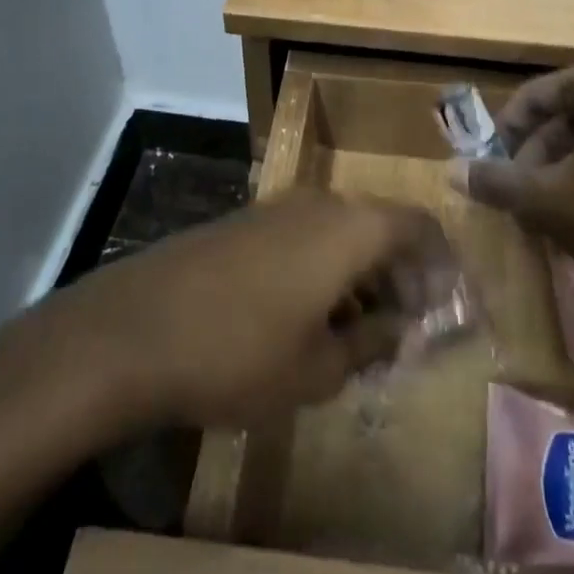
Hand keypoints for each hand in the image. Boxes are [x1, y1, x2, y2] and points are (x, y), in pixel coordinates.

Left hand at [41, 192, 438, 430]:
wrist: (130, 331)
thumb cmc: (238, 353)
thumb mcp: (317, 369)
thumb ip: (370, 342)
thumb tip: (398, 327)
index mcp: (349, 228)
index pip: (418, 226)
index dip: (440, 265)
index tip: (443, 311)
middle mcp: (317, 204)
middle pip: (379, 226)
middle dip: (399, 275)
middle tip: (403, 330)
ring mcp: (273, 210)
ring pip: (339, 233)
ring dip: (359, 275)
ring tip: (358, 334)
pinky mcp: (240, 224)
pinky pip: (302, 238)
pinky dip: (322, 270)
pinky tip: (307, 319)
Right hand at [452, 59, 573, 371]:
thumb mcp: (550, 202)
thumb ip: (498, 182)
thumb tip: (452, 171)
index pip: (535, 95)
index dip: (506, 132)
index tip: (492, 169)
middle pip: (569, 118)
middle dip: (537, 158)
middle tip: (521, 200)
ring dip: (569, 175)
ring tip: (555, 219)